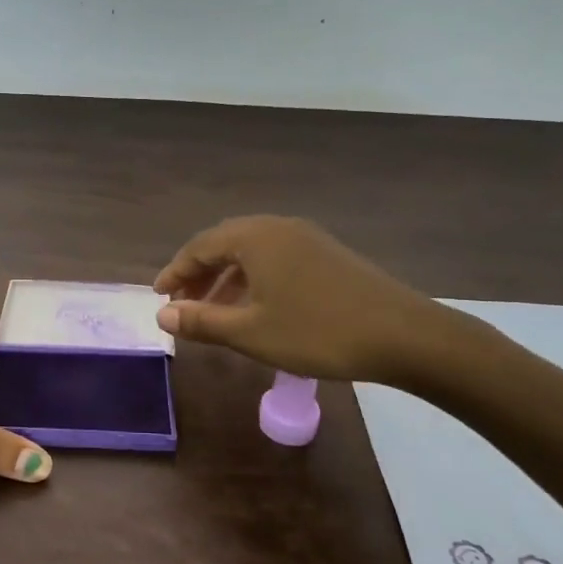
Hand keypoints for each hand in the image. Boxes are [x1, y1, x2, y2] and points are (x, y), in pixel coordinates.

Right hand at [153, 215, 453, 383]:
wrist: (404, 336)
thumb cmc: (317, 333)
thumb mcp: (251, 332)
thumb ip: (202, 321)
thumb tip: (162, 314)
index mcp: (255, 237)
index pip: (200, 246)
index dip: (175, 272)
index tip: (159, 296)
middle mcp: (278, 227)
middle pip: (224, 244)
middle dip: (199, 274)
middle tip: (182, 304)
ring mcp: (307, 238)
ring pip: (252, 253)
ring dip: (226, 279)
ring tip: (214, 312)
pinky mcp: (328, 254)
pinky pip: (275, 259)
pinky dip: (254, 279)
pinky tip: (256, 308)